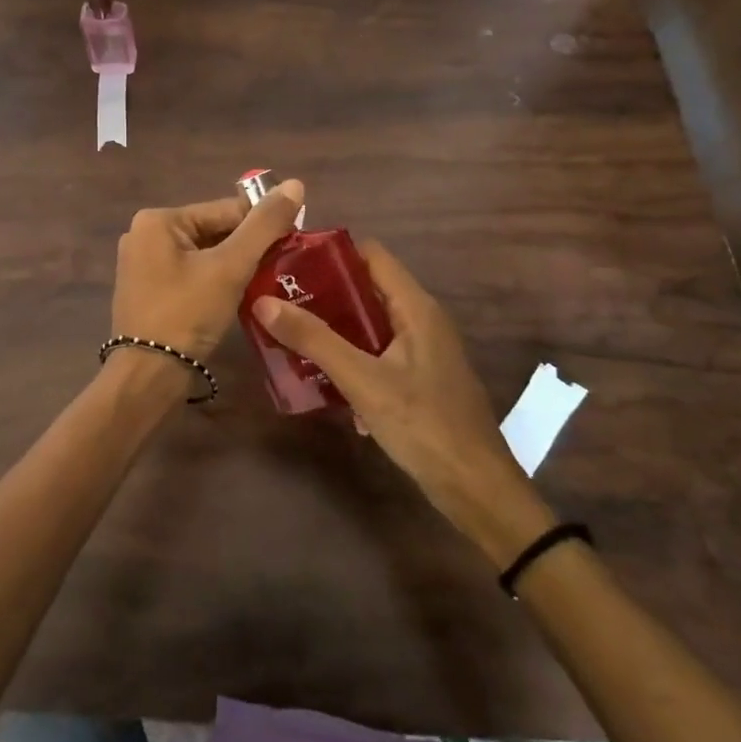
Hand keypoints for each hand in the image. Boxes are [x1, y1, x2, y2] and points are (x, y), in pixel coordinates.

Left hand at [112, 181, 305, 364]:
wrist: (148, 376)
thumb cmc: (187, 313)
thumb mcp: (230, 267)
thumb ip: (264, 225)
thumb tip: (295, 183)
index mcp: (158, 220)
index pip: (224, 210)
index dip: (262, 225)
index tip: (294, 241)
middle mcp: (144, 235)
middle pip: (212, 231)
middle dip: (246, 248)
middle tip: (282, 267)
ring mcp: (142, 265)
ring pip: (202, 254)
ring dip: (232, 266)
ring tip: (265, 282)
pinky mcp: (146, 291)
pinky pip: (189, 274)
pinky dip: (213, 281)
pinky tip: (237, 297)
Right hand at [254, 242, 551, 559]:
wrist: (477, 489)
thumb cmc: (424, 425)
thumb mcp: (362, 380)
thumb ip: (314, 339)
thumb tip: (263, 301)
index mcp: (415, 307)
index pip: (371, 255)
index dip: (330, 252)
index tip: (288, 261)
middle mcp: (421, 319)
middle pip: (366, 288)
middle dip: (322, 292)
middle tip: (278, 298)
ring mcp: (422, 350)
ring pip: (369, 323)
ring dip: (332, 326)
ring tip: (288, 331)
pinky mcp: (418, 378)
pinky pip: (376, 352)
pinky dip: (349, 355)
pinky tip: (319, 375)